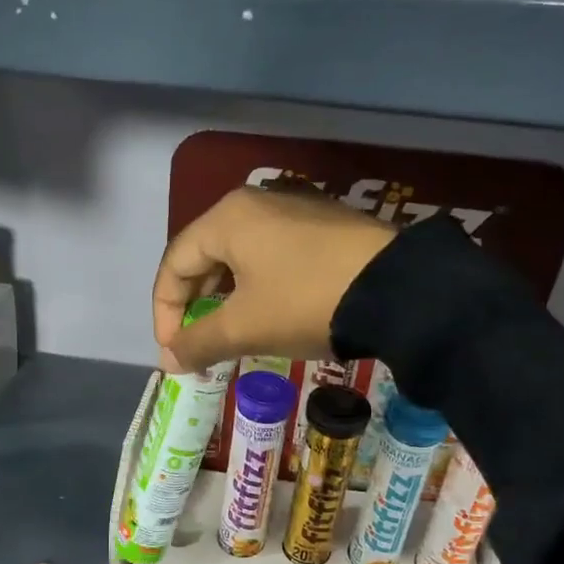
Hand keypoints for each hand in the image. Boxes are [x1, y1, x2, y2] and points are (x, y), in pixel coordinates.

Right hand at [152, 186, 395, 373]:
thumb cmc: (306, 302)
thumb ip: (198, 342)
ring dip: (226, 297)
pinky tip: (270, 312)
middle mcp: (255, 202)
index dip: (165, 312)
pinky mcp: (323, 224)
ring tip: (232, 332)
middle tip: (199, 342)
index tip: (175, 351)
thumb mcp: (245, 327)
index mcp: (227, 218)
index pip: (174, 264)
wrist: (399, 289)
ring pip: (239, 255)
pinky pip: (271, 253)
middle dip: (194, 304)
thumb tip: (168, 361)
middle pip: (204, 255)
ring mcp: (294, 208)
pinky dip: (258, 285)